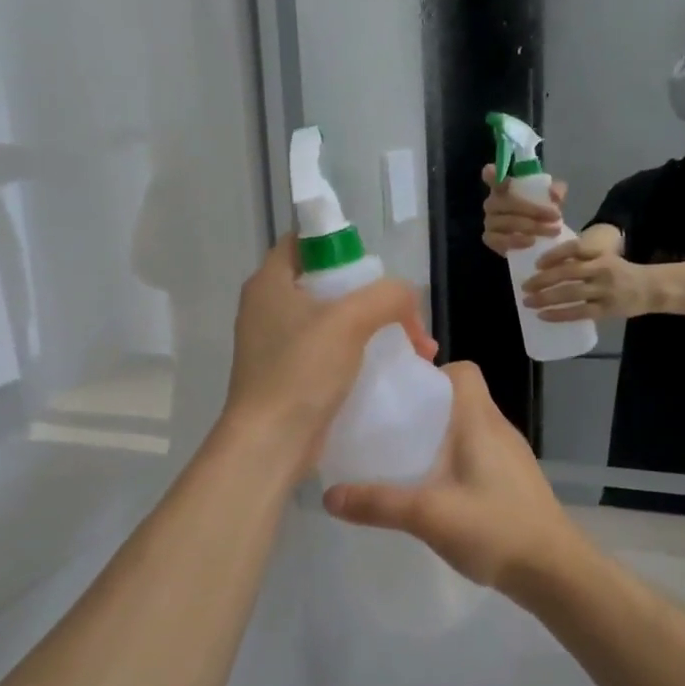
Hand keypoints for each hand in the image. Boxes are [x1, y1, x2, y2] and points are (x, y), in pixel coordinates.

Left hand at [224, 237, 435, 473]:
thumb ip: (388, 296)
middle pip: (329, 283)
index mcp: (270, 282)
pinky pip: (331, 351)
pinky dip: (361, 354)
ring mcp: (277, 344)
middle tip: (406, 317)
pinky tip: (392, 370)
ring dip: (376, 329)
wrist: (270, 444)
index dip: (343, 246)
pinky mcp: (289, 375)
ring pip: (335, 320)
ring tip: (416, 349)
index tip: (377, 271)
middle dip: (375, 297)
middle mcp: (268, 307)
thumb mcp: (351, 321)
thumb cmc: (302, 371)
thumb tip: (408, 297)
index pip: (305, 241)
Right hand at [322, 363, 593, 592]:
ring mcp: (511, 456)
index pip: (463, 371)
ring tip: (405, 460)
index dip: (433, 374)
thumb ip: (378, 503)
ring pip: (470, 429)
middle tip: (389, 430)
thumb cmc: (495, 528)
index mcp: (481, 421)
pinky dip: (456, 461)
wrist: (555, 570)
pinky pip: (480, 454)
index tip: (400, 397)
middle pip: (461, 399)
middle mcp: (499, 429)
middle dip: (425, 409)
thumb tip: (328, 495)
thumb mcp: (428, 515)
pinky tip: (436, 492)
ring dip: (439, 437)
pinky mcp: (515, 480)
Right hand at [481, 163, 566, 256]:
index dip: (492, 175)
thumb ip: (556, 191)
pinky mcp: (490, 239)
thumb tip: (554, 193)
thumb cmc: (539, 212)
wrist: (537, 238)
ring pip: (506, 222)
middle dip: (533, 209)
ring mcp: (489, 221)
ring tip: (552, 230)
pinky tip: (532, 241)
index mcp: (503, 187)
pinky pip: (500, 240)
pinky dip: (517, 241)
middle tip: (556, 215)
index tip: (497, 174)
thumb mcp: (551, 198)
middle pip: (506, 202)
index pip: (491, 177)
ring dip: (531, 226)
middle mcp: (492, 202)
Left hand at [521, 237, 654, 322]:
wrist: (652, 288)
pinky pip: (579, 312)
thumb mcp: (606, 257)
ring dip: (546, 298)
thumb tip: (549, 265)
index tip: (537, 264)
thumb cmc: (622, 272)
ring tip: (528, 302)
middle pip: (567, 272)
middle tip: (524, 286)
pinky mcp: (606, 309)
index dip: (553, 255)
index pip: (574, 249)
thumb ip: (583, 259)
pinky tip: (544, 315)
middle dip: (542, 280)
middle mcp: (601, 269)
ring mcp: (604, 290)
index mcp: (600, 254)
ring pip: (570, 293)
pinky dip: (559, 314)